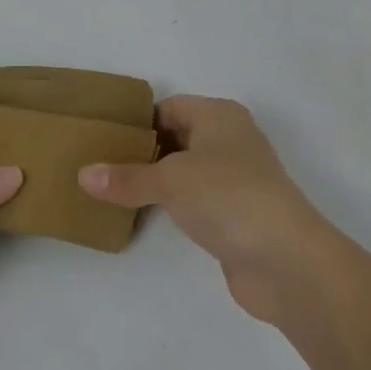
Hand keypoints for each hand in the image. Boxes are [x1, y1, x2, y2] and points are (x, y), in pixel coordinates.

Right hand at [79, 96, 334, 325]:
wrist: (288, 261)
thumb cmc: (228, 198)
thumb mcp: (170, 182)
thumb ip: (126, 178)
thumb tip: (82, 175)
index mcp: (218, 115)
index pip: (167, 107)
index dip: (135, 121)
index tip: (100, 137)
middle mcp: (229, 139)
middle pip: (175, 137)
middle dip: (140, 150)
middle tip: (98, 163)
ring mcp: (235, 178)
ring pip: (184, 170)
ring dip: (154, 179)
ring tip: (110, 189)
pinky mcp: (236, 214)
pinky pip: (194, 199)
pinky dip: (171, 204)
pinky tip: (142, 214)